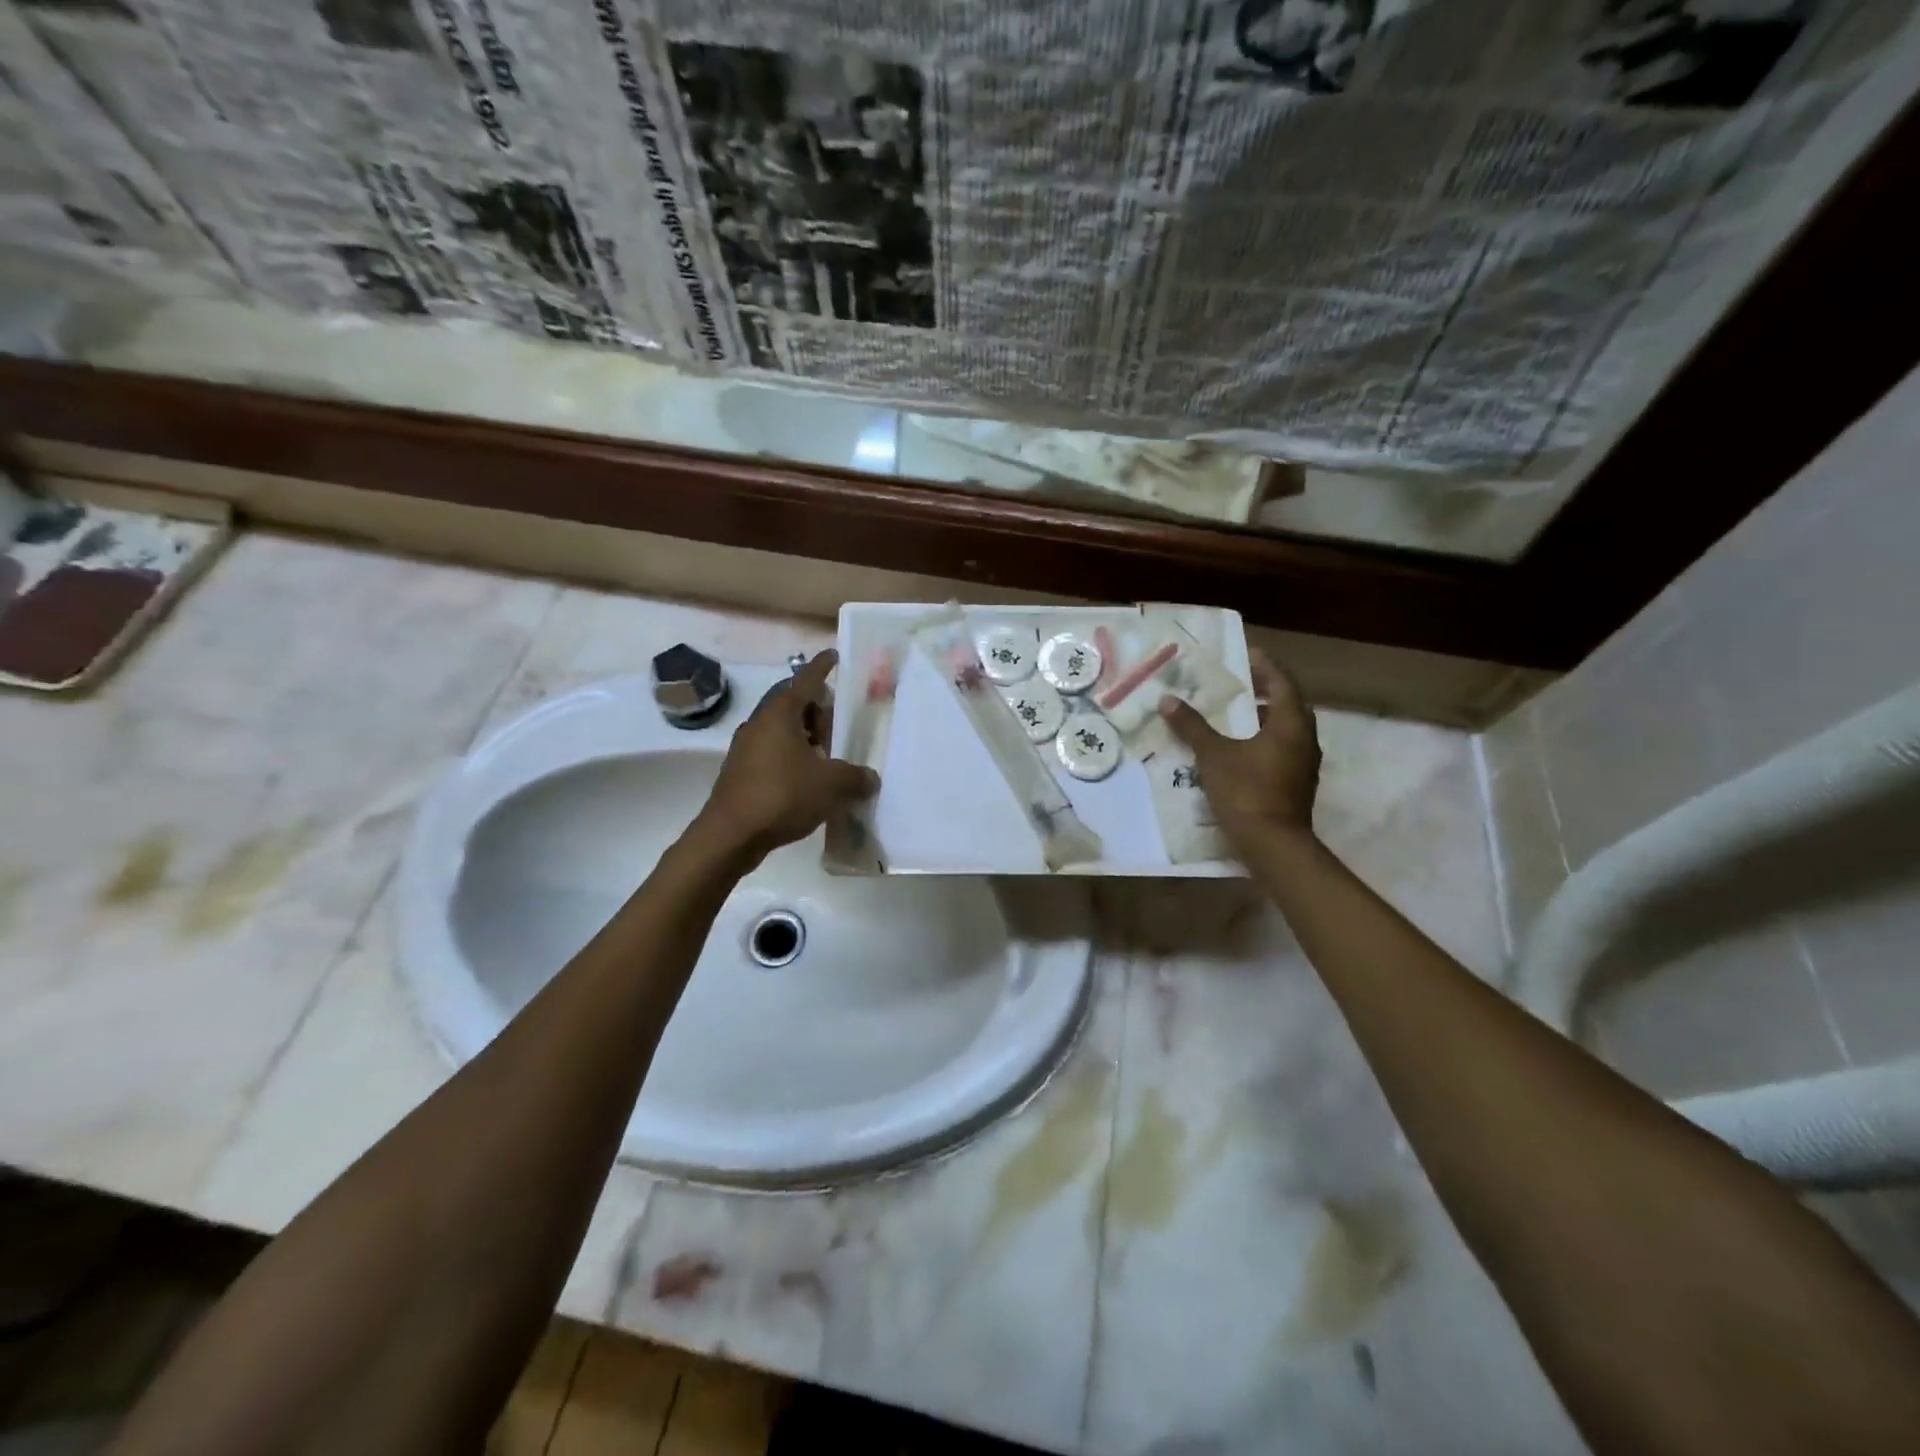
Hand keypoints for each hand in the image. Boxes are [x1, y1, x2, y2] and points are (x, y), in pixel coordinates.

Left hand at [695, 650, 879, 862]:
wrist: (730, 835)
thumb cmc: (782, 796)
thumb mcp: (830, 785)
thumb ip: (855, 777)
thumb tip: (871, 778)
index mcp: (780, 714)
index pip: (805, 680)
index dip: (822, 667)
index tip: (834, 656)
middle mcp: (760, 723)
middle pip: (793, 705)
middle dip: (818, 712)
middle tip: (839, 729)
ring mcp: (746, 747)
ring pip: (782, 730)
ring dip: (805, 737)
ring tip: (827, 758)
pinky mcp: (740, 771)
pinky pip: (772, 753)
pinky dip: (791, 757)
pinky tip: (806, 781)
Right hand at [1159, 649, 1320, 852]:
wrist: (1273, 845)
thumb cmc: (1246, 791)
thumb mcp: (1214, 755)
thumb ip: (1192, 727)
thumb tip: (1168, 700)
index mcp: (1291, 724)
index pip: (1282, 682)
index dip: (1265, 666)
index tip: (1246, 655)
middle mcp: (1305, 739)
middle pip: (1288, 705)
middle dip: (1264, 692)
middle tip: (1238, 684)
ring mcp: (1304, 764)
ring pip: (1285, 730)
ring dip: (1263, 719)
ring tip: (1233, 715)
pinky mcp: (1297, 784)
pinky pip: (1281, 750)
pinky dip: (1263, 741)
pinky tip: (1238, 749)